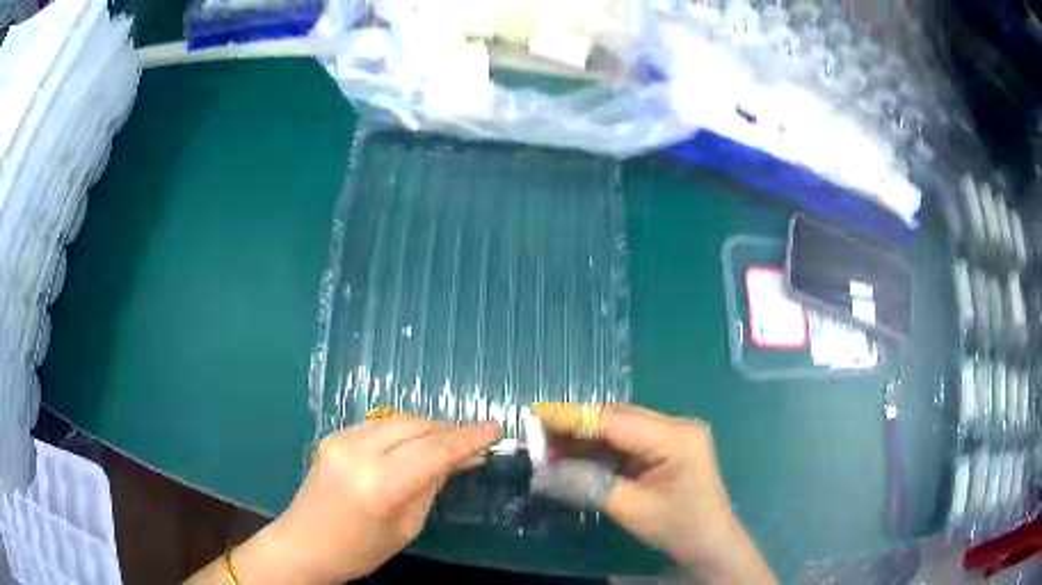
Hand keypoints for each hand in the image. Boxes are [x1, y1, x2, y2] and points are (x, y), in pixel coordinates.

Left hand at [206, 417, 499, 584]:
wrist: (304, 545)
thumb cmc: (361, 550)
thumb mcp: (406, 526)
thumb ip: (431, 485)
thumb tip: (461, 459)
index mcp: (380, 485)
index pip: (434, 452)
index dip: (469, 438)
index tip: (495, 429)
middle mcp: (358, 453)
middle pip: (416, 427)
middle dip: (449, 430)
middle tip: (474, 439)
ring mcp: (341, 440)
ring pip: (398, 421)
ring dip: (427, 428)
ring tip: (449, 440)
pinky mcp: (332, 437)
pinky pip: (379, 427)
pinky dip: (403, 431)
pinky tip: (415, 443)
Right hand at [534, 404, 775, 583]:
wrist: (709, 543)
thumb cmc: (678, 527)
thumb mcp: (631, 509)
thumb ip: (587, 485)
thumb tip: (542, 472)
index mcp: (675, 437)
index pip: (616, 419)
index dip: (574, 417)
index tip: (536, 416)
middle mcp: (676, 426)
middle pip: (617, 418)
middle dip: (576, 427)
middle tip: (537, 436)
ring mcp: (672, 435)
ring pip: (619, 428)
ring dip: (585, 438)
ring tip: (548, 447)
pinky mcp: (666, 447)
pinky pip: (626, 441)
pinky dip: (599, 449)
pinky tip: (574, 455)